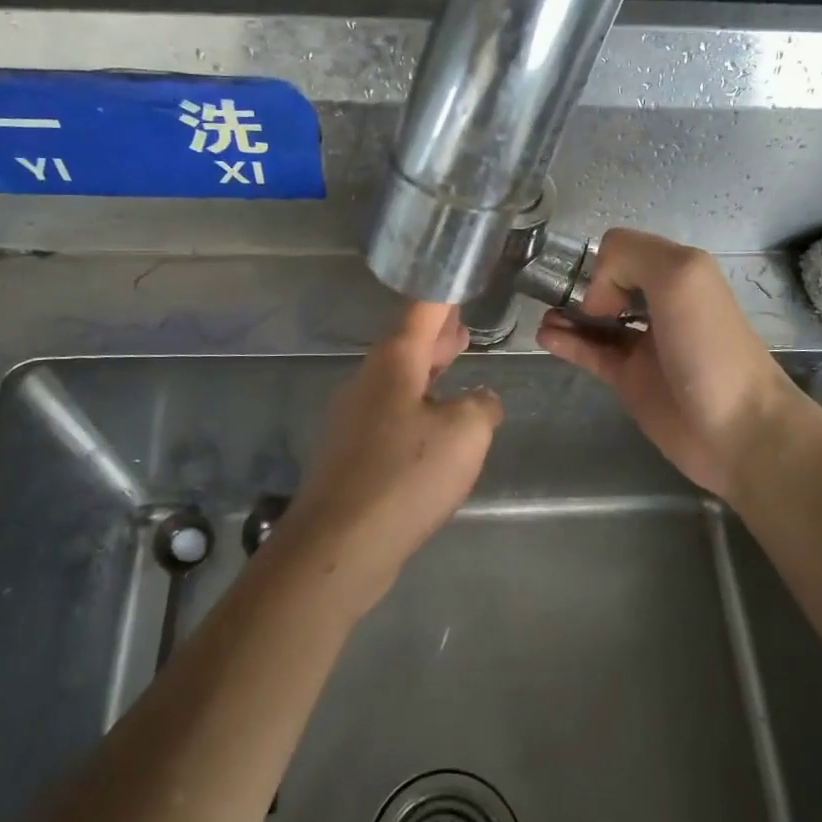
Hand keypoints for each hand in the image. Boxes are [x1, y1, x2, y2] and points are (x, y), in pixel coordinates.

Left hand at [272, 301, 502, 611]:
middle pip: (408, 343)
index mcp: (394, 361)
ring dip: (429, 368)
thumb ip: (482, 405)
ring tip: (455, 362)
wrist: (339, 545)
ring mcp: (354, 418)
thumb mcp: (465, 432)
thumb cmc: (405, 475)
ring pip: (399, 379)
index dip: (446, 292)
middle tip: (464, 324)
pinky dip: (418, 403)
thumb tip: (480, 401)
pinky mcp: (352, 453)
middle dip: (438, 334)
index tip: (461, 275)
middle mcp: (368, 380)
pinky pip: (392, 413)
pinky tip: (436, 426)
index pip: (424, 310)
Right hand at [536, 229, 805, 501]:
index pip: (624, 250)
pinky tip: (546, 337)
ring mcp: (644, 344)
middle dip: (580, 285)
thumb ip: (631, 258)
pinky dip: (566, 342)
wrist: (738, 430)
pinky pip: (591, 353)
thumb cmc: (711, 348)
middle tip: (563, 303)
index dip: (604, 264)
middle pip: (608, 283)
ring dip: (567, 313)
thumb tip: (596, 296)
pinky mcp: (629, 380)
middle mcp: (660, 304)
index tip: (602, 291)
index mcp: (678, 274)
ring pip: (595, 319)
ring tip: (545, 318)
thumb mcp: (681, 276)